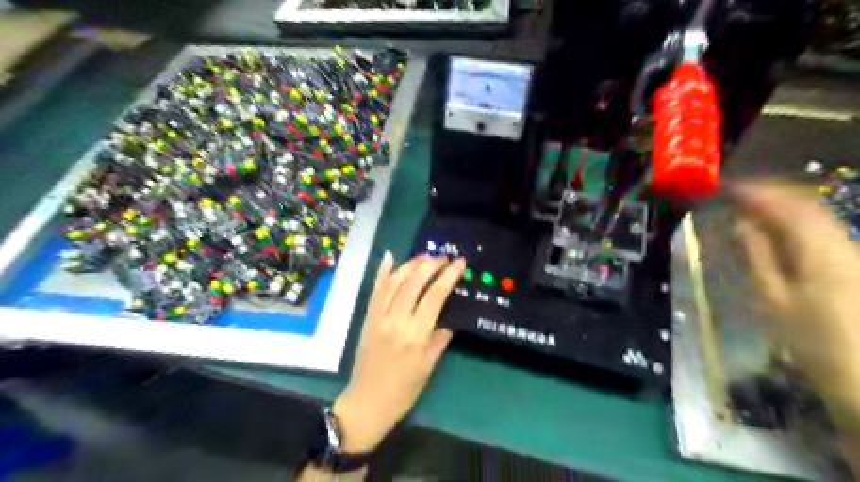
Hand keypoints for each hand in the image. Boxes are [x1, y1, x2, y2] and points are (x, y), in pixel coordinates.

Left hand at [331, 255, 462, 452]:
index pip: (435, 297)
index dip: (448, 276)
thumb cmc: (403, 390)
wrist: (367, 402)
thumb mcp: (428, 367)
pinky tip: (389, 257)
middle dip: (431, 265)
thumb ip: (439, 339)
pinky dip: (381, 272)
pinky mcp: (367, 318)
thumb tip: (448, 319)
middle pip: (414, 283)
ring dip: (410, 265)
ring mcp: (378, 317)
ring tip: (424, 256)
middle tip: (443, 256)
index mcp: (416, 335)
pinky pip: (375, 290)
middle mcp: (396, 321)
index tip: (459, 263)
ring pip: (394, 282)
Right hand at [728, 179, 858, 391]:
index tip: (728, 187)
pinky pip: (822, 230)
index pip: (789, 207)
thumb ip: (758, 255)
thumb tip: (743, 223)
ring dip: (782, 206)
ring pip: (817, 216)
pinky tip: (776, 229)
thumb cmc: (813, 341)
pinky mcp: (853, 264)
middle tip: (737, 193)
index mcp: (822, 252)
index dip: (758, 192)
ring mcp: (853, 254)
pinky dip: (795, 222)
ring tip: (750, 206)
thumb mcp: (773, 299)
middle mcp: (845, 244)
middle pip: (809, 205)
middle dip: (772, 194)